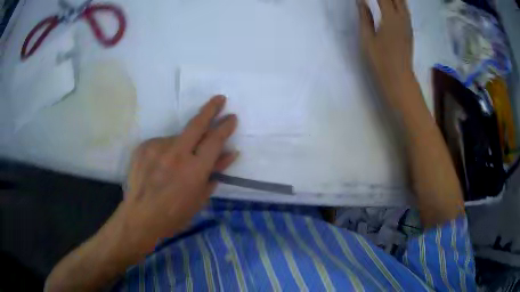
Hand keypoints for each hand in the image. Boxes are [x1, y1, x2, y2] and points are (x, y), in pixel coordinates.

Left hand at [116, 95, 237, 252]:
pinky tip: (160, 167)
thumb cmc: (174, 215)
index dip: (225, 126)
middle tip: (220, 99)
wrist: (140, 217)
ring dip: (183, 145)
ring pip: (177, 137)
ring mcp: (157, 147)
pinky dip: (166, 151)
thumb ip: (215, 172)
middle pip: (197, 124)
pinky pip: (161, 143)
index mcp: (194, 170)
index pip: (214, 140)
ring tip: (174, 167)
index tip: (232, 117)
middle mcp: (176, 153)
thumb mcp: (200, 198)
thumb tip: (230, 153)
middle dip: (211, 109)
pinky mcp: (144, 146)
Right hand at [359, 0, 414, 107]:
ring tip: (384, 0)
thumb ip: (365, 17)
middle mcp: (402, 18)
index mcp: (390, 18)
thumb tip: (360, 1)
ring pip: (403, 2)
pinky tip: (393, 3)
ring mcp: (408, 24)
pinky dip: (399, 2)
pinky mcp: (409, 29)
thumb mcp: (367, 38)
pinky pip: (405, 9)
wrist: (399, 79)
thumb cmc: (380, 61)